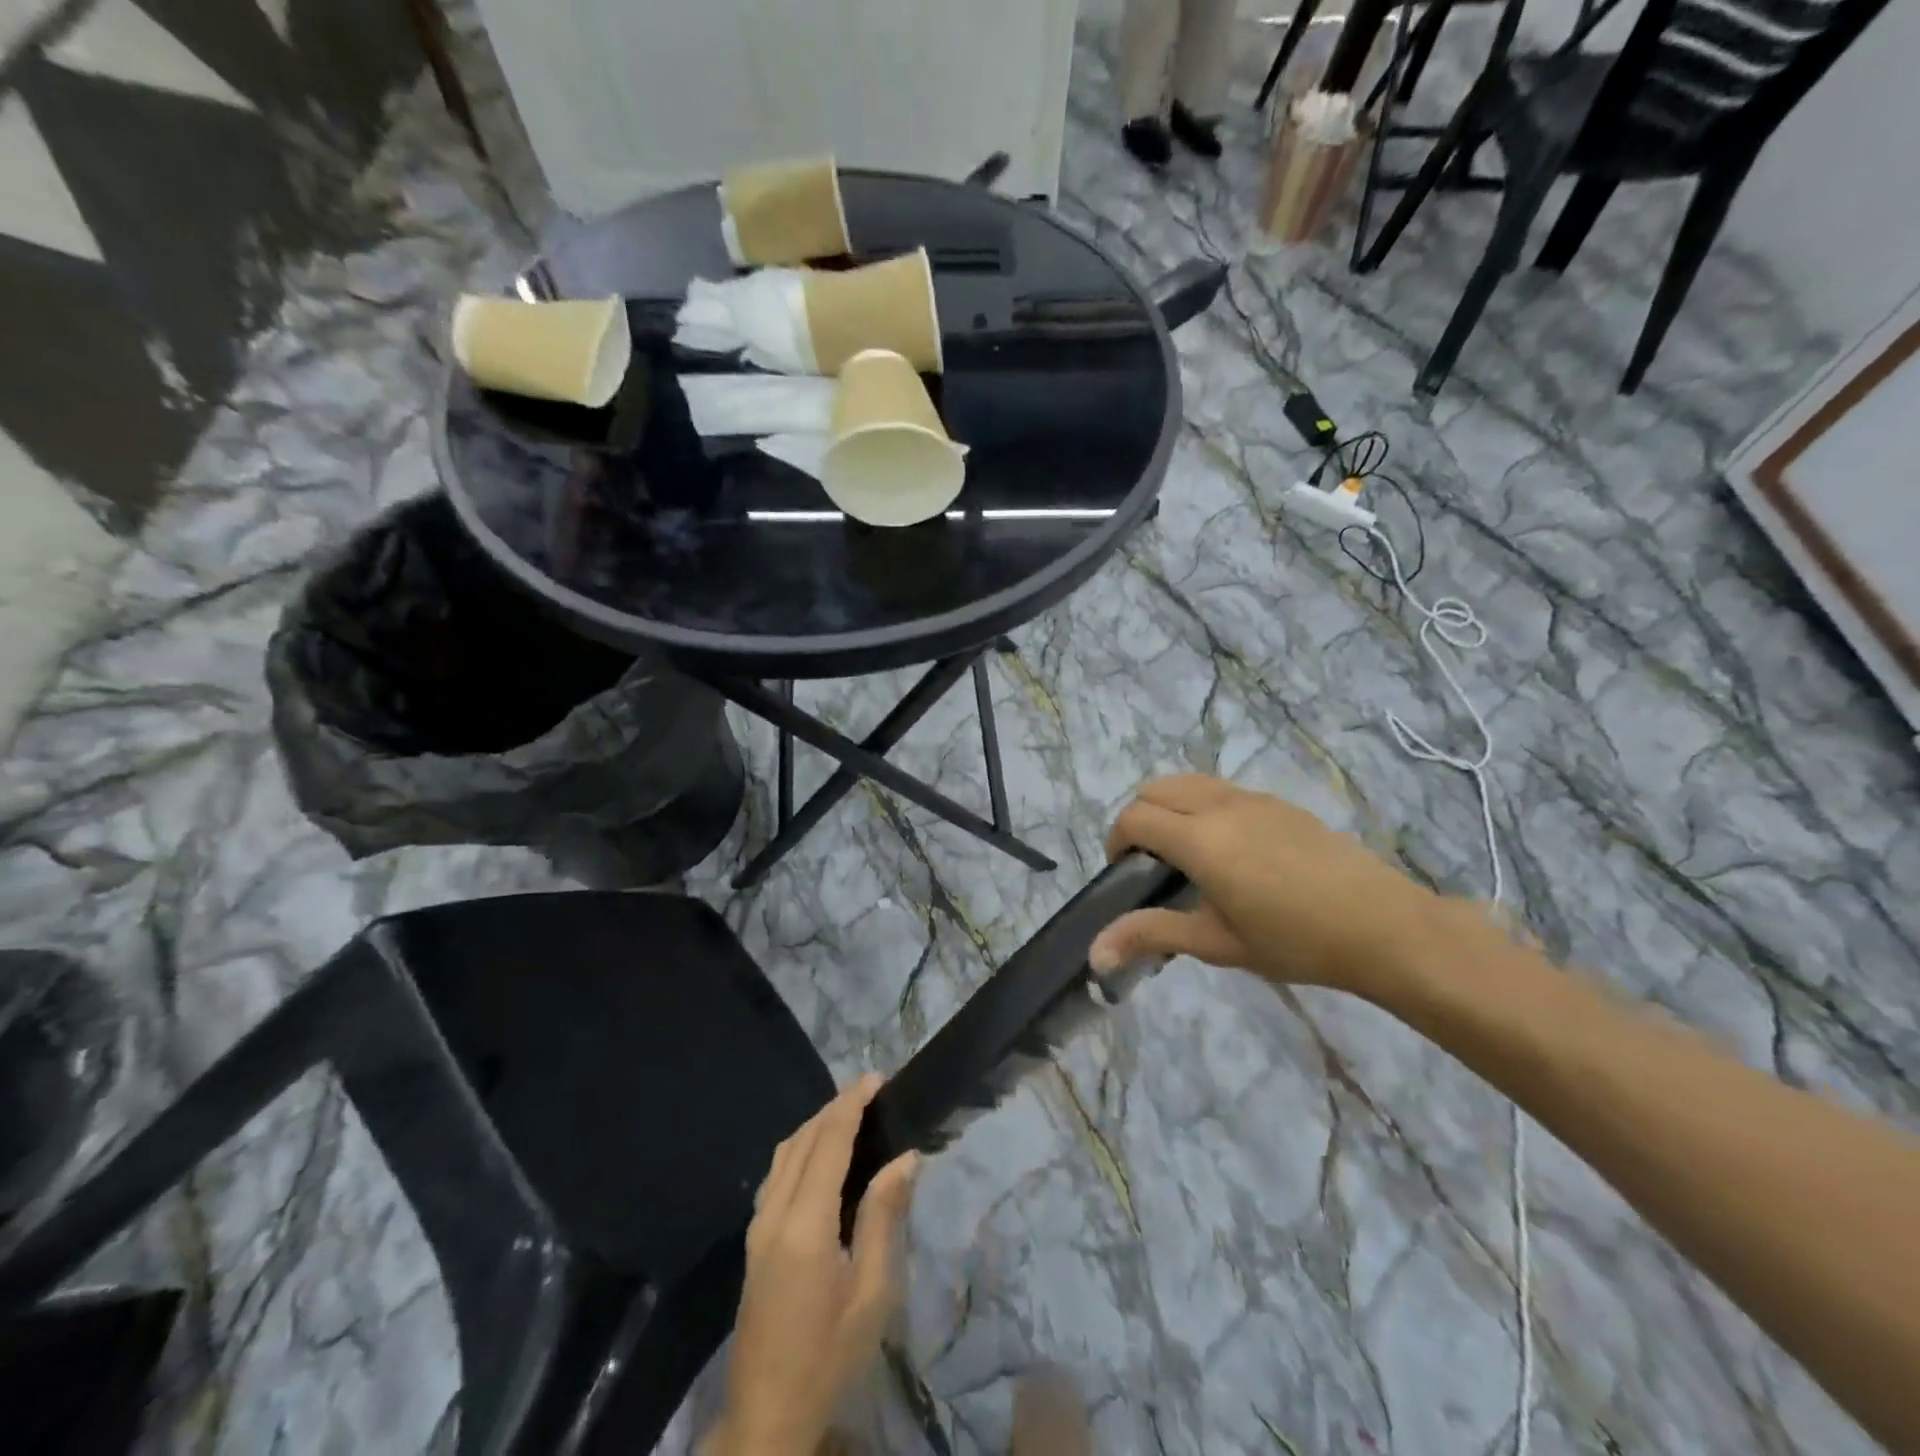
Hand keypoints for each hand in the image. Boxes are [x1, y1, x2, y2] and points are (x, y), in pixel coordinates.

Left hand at [713, 1074, 918, 1455]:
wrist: (766, 1417)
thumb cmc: (829, 1356)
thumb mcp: (871, 1293)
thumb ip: (883, 1217)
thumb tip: (904, 1157)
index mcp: (805, 1223)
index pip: (829, 1141)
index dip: (852, 1103)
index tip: (878, 1078)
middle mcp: (774, 1212)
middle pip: (803, 1138)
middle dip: (836, 1107)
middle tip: (871, 1090)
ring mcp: (757, 1226)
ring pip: (784, 1153)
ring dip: (816, 1124)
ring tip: (850, 1114)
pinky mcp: (752, 1240)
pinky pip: (776, 1174)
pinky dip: (799, 1148)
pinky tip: (818, 1155)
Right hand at [1089, 774, 1442, 1000]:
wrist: (1385, 926)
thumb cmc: (1295, 941)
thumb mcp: (1217, 942)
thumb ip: (1151, 935)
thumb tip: (1093, 953)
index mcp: (1200, 838)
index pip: (1134, 818)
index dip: (1116, 842)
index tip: (1126, 877)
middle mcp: (1220, 805)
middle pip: (1155, 788)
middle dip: (1138, 819)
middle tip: (1150, 865)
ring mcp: (1253, 798)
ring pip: (1189, 781)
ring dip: (1170, 807)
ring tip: (1187, 855)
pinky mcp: (1279, 802)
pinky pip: (1222, 789)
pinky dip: (1202, 805)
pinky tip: (1231, 852)